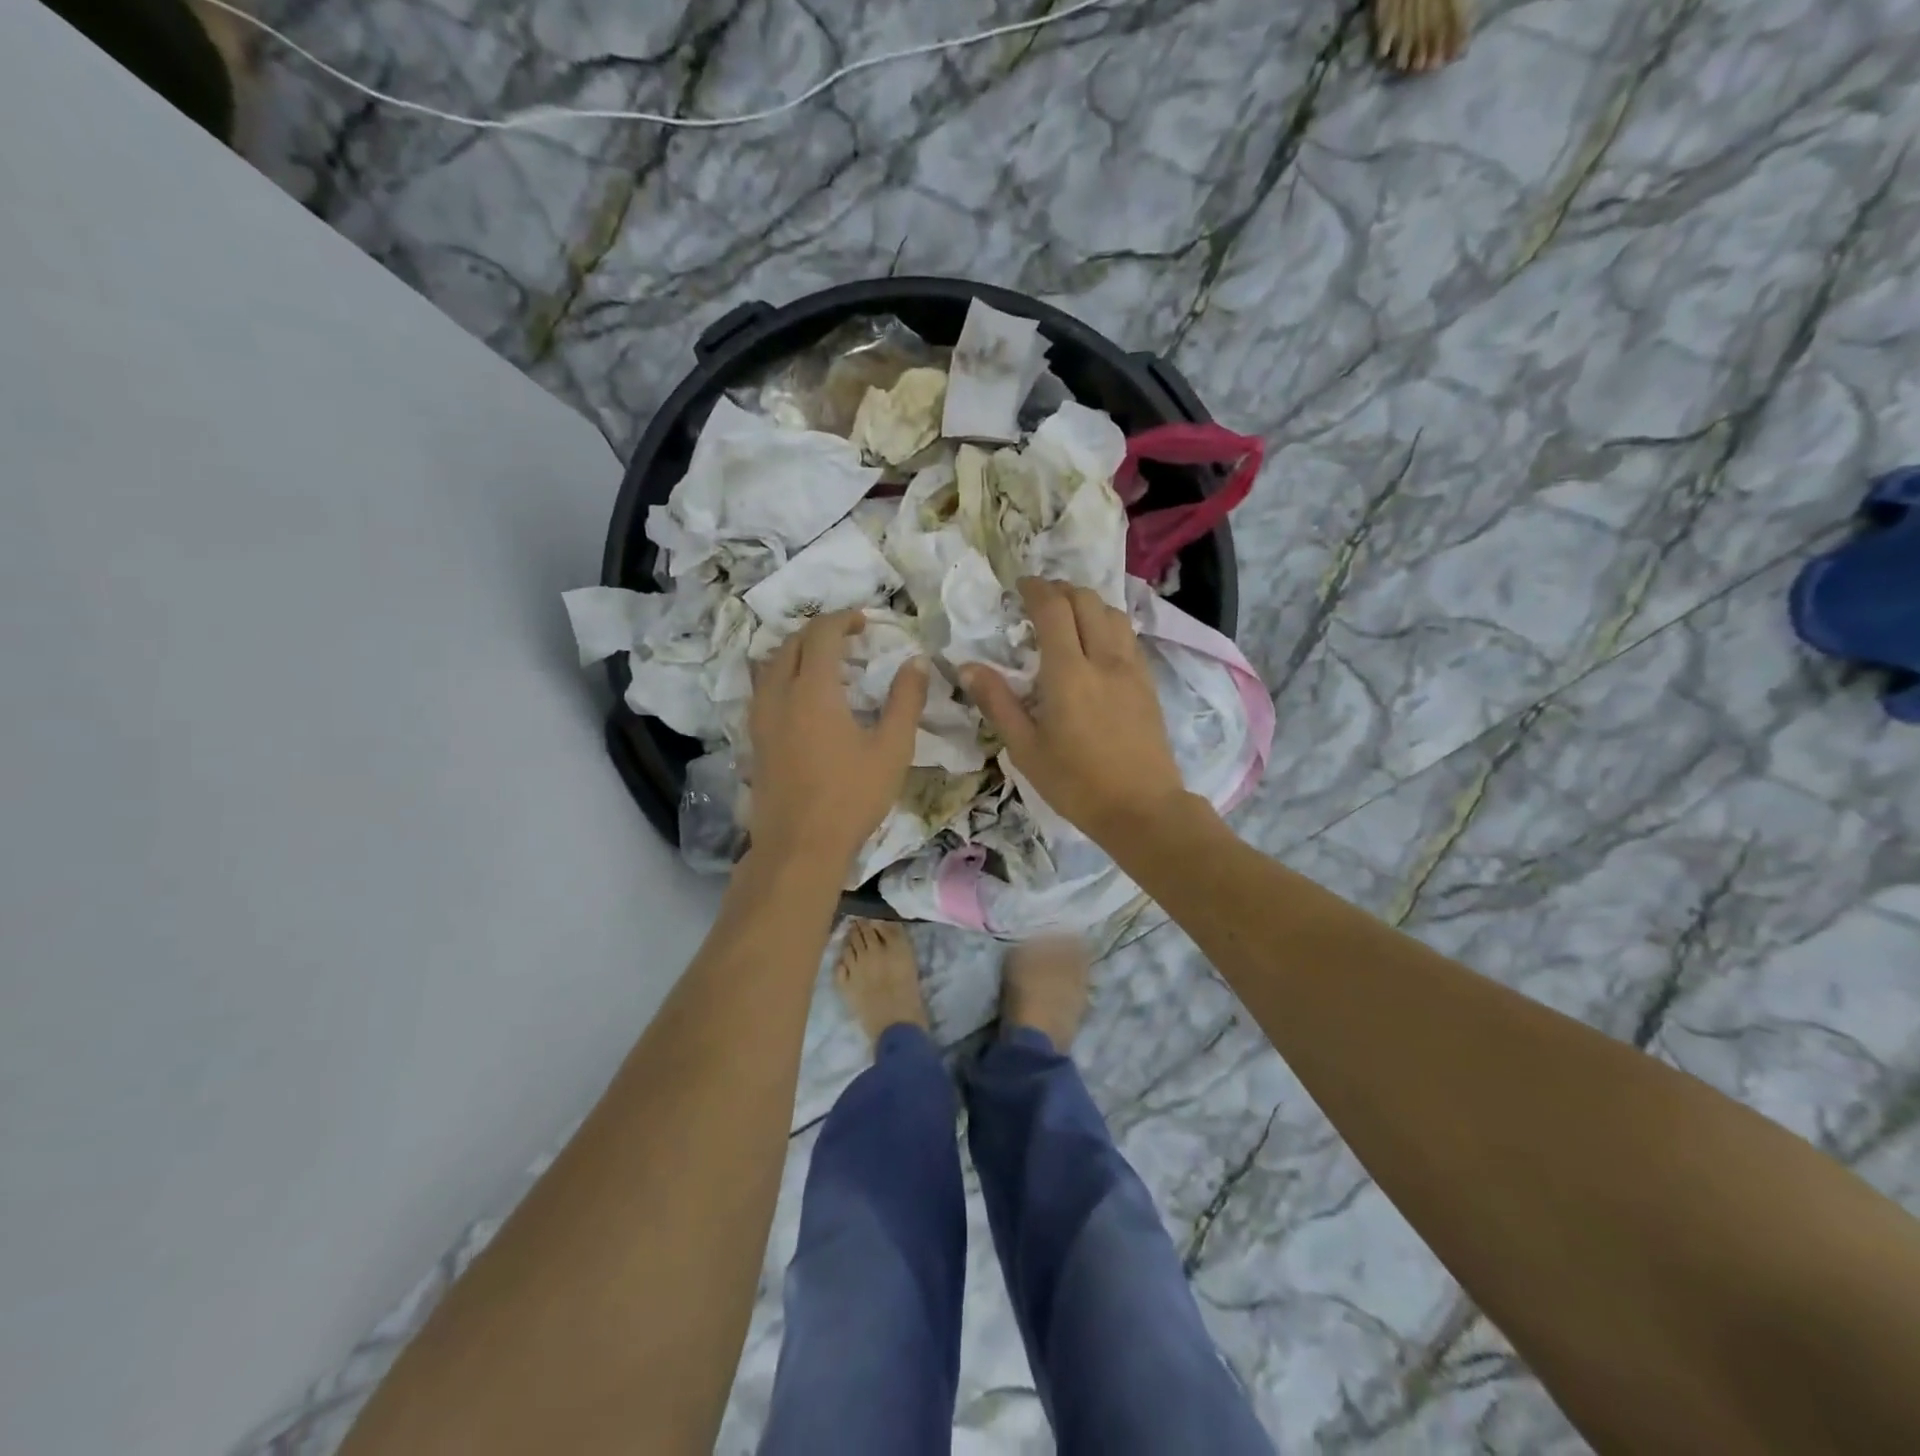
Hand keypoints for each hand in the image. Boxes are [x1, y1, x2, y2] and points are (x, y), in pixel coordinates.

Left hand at [747, 611, 927, 873]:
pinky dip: (783, 676)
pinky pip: (764, 689)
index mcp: (814, 690)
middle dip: (819, 632)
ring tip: (825, 663)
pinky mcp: (755, 739)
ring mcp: (761, 717)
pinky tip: (803, 698)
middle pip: (791, 643)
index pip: (822, 634)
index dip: (843, 619)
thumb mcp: (892, 749)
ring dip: (797, 652)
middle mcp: (779, 694)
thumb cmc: (852, 797)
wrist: (799, 847)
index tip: (866, 622)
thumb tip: (915, 662)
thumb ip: (905, 701)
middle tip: (849, 638)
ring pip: (771, 665)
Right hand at [961, 578, 1190, 848]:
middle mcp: (1104, 659)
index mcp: (1069, 673)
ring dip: (1088, 604)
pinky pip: (1128, 636)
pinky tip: (1096, 645)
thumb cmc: (1076, 783)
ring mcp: (1132, 669)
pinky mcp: (1148, 683)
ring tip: (1067, 617)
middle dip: (1061, 590)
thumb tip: (968, 667)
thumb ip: (997, 703)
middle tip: (1038, 600)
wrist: (1142, 809)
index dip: (1035, 589)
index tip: (1020, 587)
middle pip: (1087, 601)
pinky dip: (1107, 624)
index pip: (1053, 609)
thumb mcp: (1025, 749)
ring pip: (1113, 613)